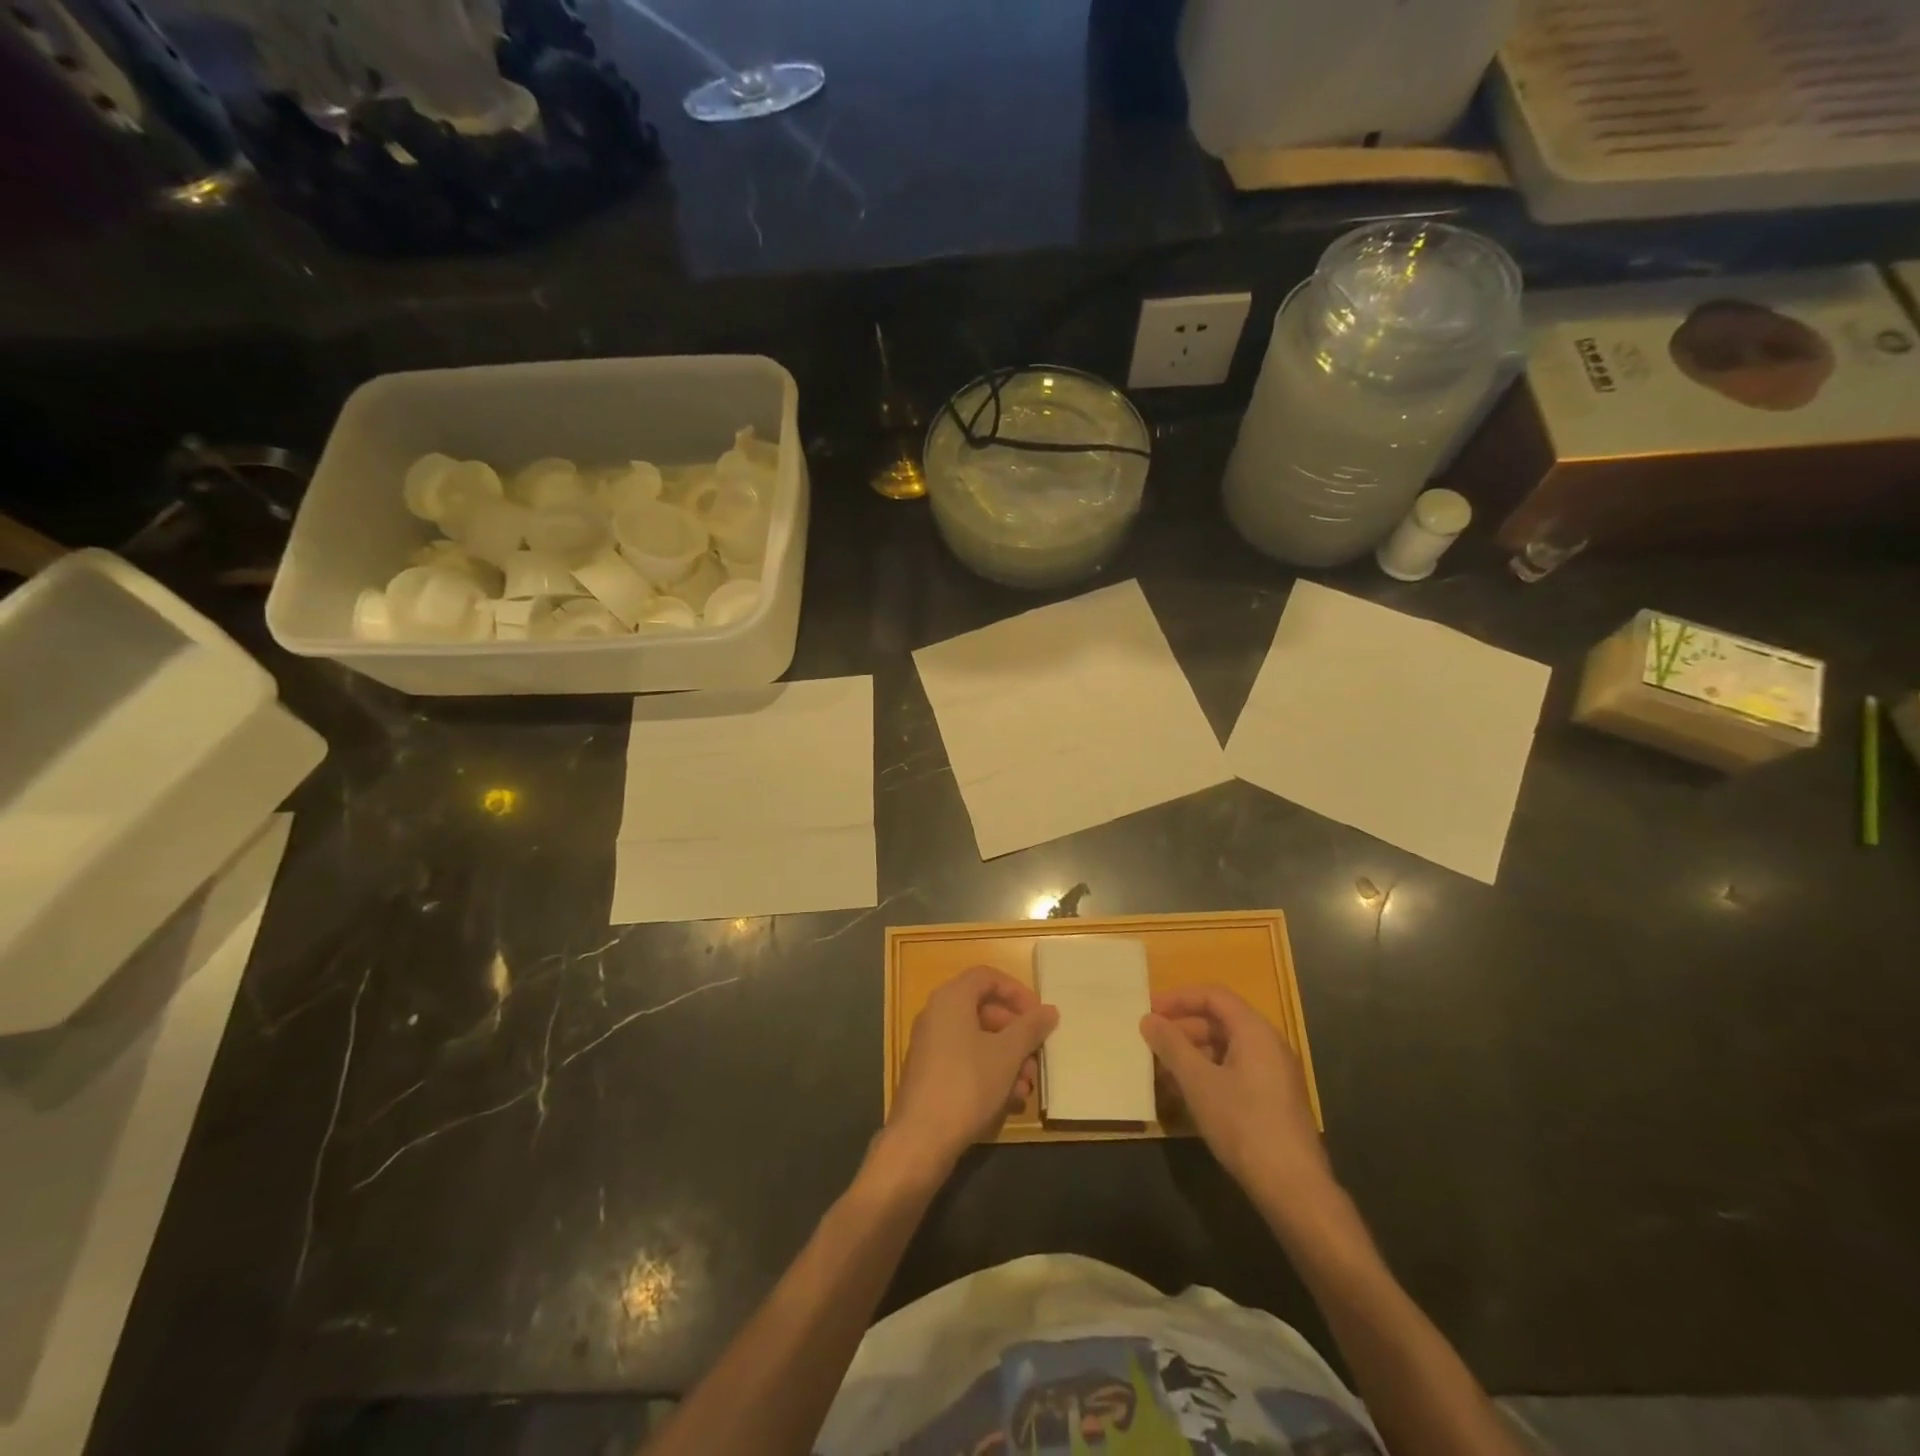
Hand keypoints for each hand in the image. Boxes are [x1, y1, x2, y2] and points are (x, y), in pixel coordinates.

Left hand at [881, 965, 1057, 1183]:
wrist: (920, 1139)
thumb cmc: (967, 1084)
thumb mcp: (1007, 1054)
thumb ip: (1030, 1028)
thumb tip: (1049, 1010)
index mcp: (951, 998)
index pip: (987, 977)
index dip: (1016, 991)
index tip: (1039, 1014)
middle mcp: (936, 1015)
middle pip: (984, 1011)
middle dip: (1016, 1034)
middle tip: (1037, 1056)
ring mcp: (930, 1045)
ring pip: (978, 1041)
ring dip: (1007, 1059)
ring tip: (1027, 1087)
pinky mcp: (930, 1074)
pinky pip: (965, 1062)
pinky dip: (990, 1074)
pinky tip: (1010, 1101)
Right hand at [1141, 985, 1332, 1204]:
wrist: (1293, 1187)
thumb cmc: (1243, 1123)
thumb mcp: (1198, 1082)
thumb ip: (1171, 1046)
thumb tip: (1148, 1019)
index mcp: (1254, 1031)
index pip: (1213, 995)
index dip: (1179, 998)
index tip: (1149, 1011)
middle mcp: (1268, 1044)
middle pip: (1218, 1021)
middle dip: (1182, 1029)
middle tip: (1150, 1043)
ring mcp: (1273, 1073)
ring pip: (1224, 1049)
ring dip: (1190, 1055)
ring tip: (1160, 1073)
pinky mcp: (1272, 1099)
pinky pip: (1233, 1071)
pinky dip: (1206, 1074)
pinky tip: (1183, 1096)